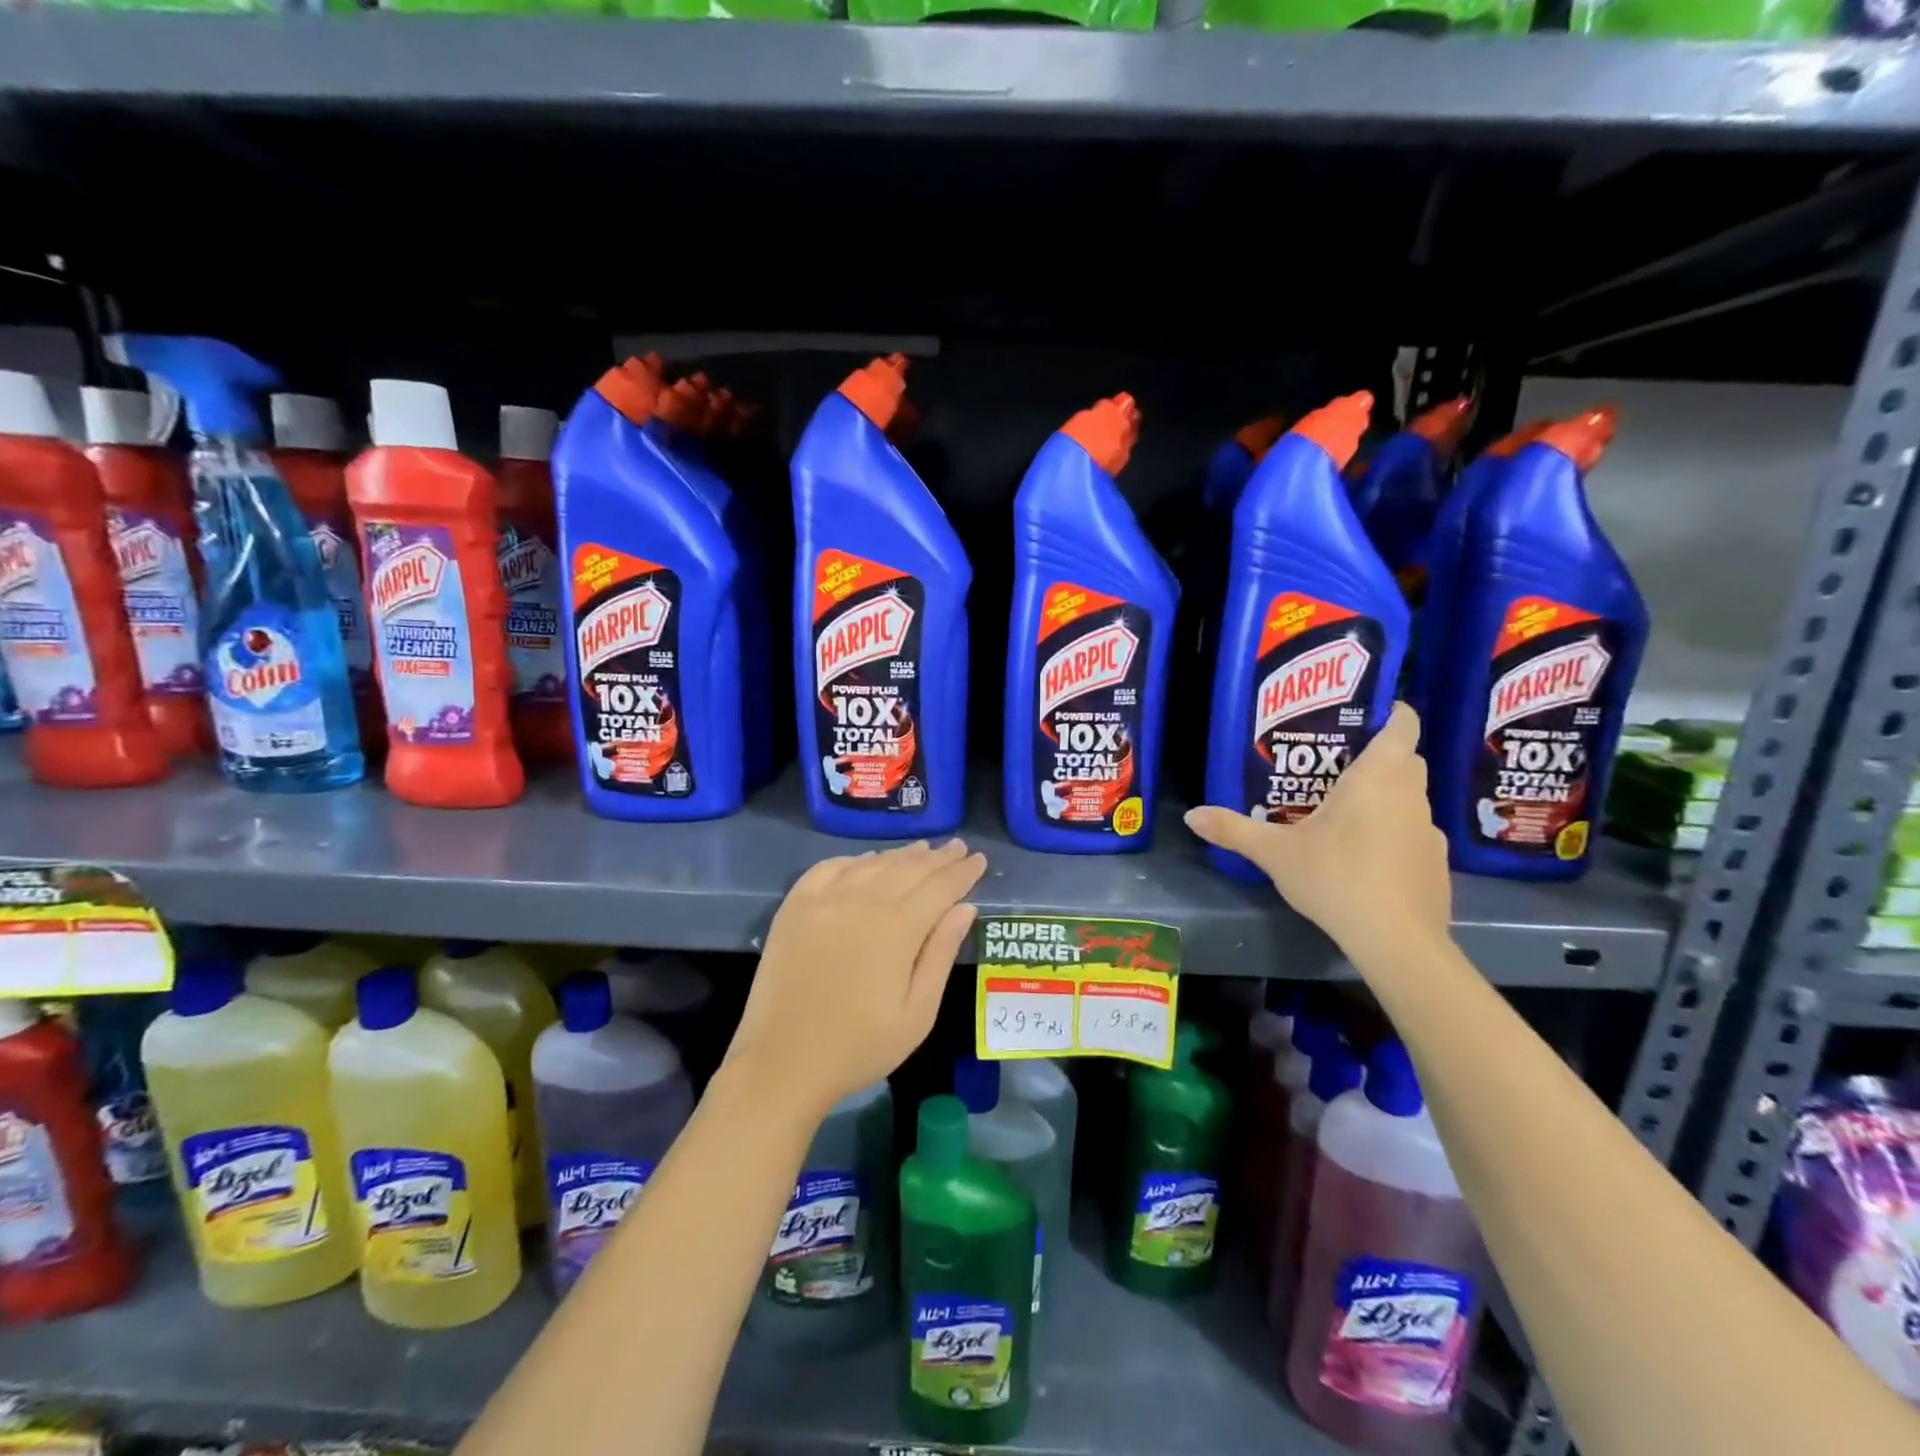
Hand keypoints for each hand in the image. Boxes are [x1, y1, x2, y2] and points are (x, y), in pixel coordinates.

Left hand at [722, 839, 986, 1121]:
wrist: (782, 1062)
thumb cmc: (859, 1046)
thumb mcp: (917, 1013)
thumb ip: (942, 954)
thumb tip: (965, 907)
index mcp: (898, 928)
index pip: (940, 887)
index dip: (963, 872)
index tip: (979, 859)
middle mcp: (862, 901)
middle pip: (909, 868)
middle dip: (938, 858)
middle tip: (958, 847)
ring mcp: (824, 900)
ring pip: (872, 864)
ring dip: (901, 855)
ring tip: (923, 849)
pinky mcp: (795, 906)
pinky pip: (829, 868)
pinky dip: (855, 859)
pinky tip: (866, 861)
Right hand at [1184, 703, 1450, 958]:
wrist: (1396, 941)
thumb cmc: (1335, 877)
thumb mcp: (1275, 853)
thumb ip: (1233, 829)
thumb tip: (1190, 815)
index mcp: (1378, 777)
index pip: (1403, 725)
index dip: (1392, 712)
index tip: (1366, 713)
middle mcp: (1411, 795)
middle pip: (1406, 760)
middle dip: (1380, 756)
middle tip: (1336, 764)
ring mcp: (1430, 831)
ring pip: (1411, 798)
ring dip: (1387, 797)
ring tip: (1346, 812)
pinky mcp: (1437, 864)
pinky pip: (1415, 834)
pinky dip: (1396, 834)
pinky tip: (1367, 858)